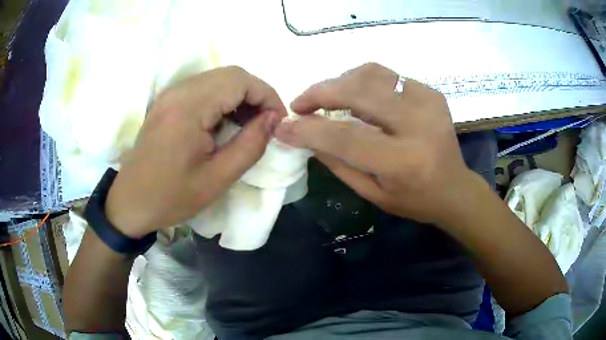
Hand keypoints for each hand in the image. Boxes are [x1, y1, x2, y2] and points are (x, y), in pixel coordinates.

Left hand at [105, 66, 286, 237]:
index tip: (278, 120)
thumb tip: (272, 119)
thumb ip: (250, 145)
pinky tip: (226, 123)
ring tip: (249, 124)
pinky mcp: (167, 101)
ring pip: (218, 79)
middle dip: (256, 94)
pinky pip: (203, 88)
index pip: (239, 81)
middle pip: (230, 74)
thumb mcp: (217, 179)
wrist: (131, 202)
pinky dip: (223, 99)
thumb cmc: (171, 196)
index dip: (267, 95)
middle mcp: (178, 91)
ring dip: (240, 96)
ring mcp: (170, 94)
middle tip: (266, 122)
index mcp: (188, 108)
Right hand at [275, 63, 479, 225]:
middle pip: (358, 93)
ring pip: (371, 74)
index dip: (310, 130)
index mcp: (405, 161)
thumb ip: (338, 163)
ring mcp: (428, 103)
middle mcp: (419, 125)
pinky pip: (388, 75)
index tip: (283, 126)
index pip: (347, 137)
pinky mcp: (432, 93)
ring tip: (325, 97)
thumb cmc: (414, 200)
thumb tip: (306, 136)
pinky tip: (357, 95)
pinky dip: (364, 81)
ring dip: (340, 81)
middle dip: (320, 93)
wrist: (455, 188)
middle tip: (300, 103)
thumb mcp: (372, 194)